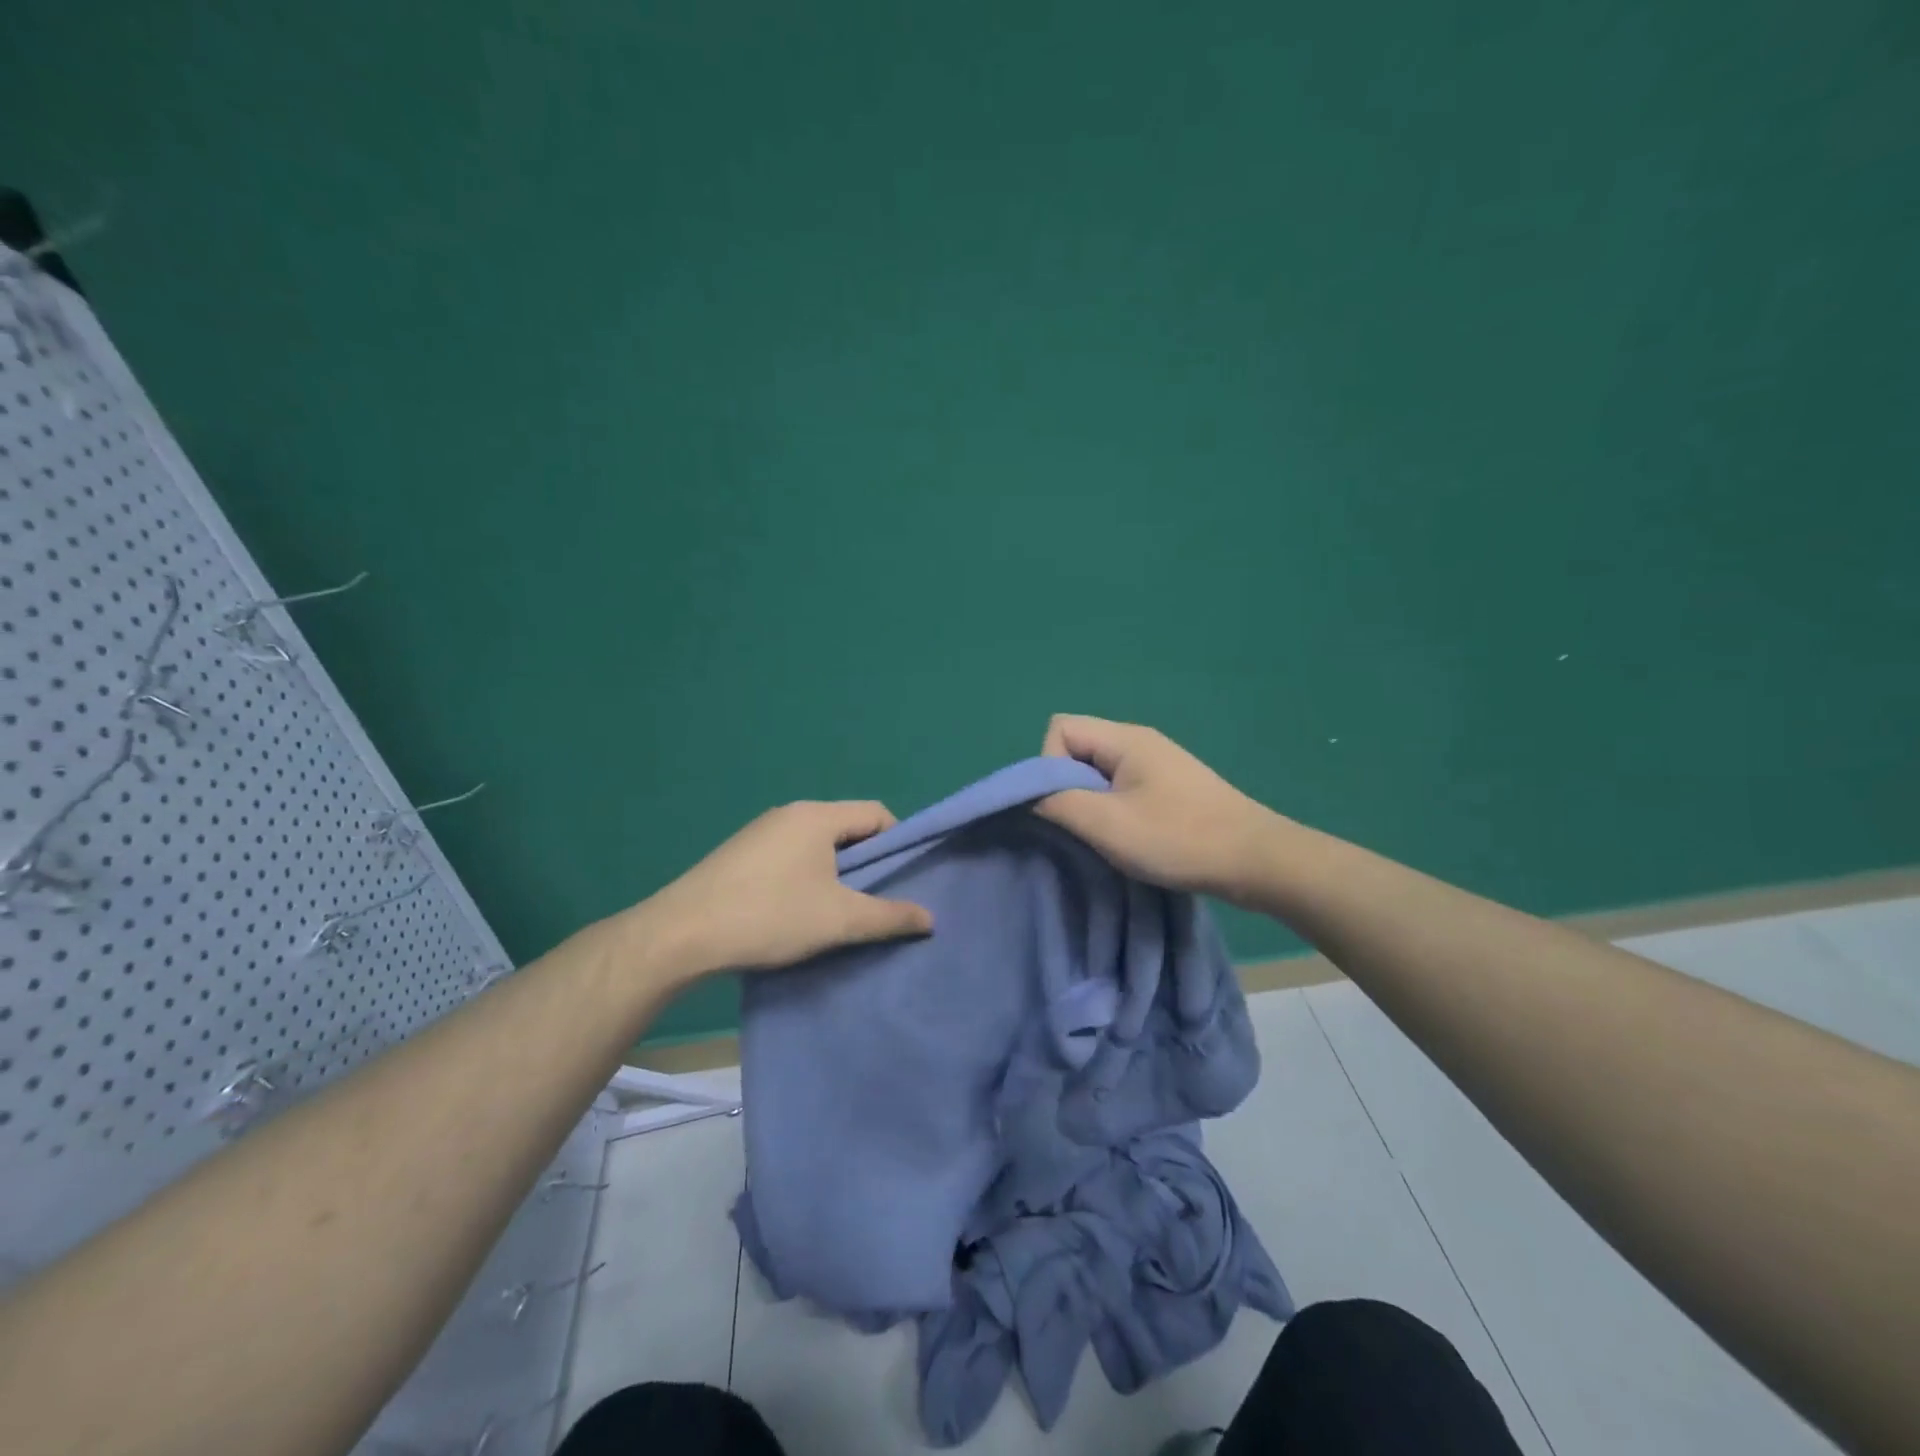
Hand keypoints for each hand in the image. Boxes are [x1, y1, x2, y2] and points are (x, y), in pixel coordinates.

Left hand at [641, 800, 933, 978]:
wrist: (680, 935)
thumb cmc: (770, 916)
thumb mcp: (839, 921)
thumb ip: (890, 917)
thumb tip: (930, 919)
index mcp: (817, 816)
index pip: (876, 813)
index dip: (897, 844)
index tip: (899, 881)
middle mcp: (789, 814)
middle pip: (846, 829)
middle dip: (865, 864)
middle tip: (871, 902)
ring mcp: (759, 833)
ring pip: (815, 846)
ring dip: (833, 874)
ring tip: (834, 913)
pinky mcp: (738, 855)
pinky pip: (788, 857)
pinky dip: (804, 878)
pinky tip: (793, 914)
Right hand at [1033, 714, 1283, 906]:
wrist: (1256, 860)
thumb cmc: (1179, 838)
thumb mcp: (1107, 825)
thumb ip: (1058, 803)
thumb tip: (1030, 796)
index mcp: (1125, 738)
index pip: (1060, 729)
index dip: (1049, 765)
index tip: (1067, 805)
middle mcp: (1139, 740)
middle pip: (1077, 748)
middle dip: (1068, 786)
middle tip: (1087, 825)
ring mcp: (1157, 763)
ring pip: (1098, 771)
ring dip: (1091, 802)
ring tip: (1108, 835)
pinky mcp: (1169, 786)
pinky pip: (1120, 785)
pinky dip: (1113, 809)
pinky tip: (1130, 837)